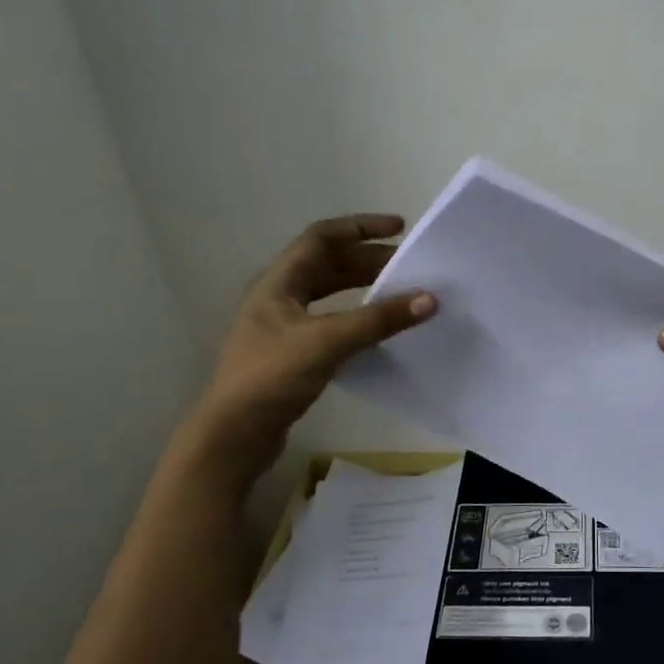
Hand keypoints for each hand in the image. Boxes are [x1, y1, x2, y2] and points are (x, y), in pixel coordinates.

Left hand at [197, 214, 435, 439]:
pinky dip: (356, 316)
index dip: (361, 227)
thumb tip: (430, 299)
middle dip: (368, 259)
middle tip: (408, 265)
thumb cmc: (272, 376)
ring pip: (329, 293)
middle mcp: (278, 296)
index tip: (400, 228)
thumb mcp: (328, 341)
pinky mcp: (291, 353)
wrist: (233, 435)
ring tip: (399, 291)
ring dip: (363, 287)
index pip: (322, 237)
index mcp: (278, 281)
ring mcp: (282, 326)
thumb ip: (379, 320)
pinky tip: (377, 329)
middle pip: (328, 264)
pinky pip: (330, 320)